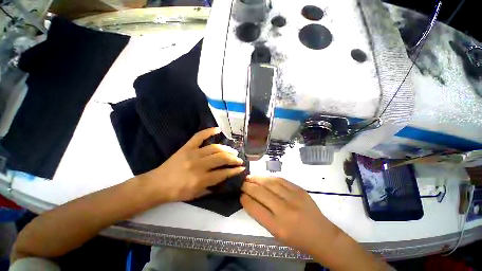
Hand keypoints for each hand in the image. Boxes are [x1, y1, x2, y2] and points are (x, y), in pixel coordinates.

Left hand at [144, 127, 245, 201]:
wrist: (157, 184)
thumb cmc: (177, 192)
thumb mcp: (196, 194)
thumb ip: (212, 187)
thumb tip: (224, 178)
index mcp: (201, 179)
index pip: (223, 173)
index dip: (234, 170)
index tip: (242, 168)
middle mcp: (199, 165)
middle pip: (221, 159)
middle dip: (233, 159)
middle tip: (239, 159)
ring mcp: (193, 154)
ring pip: (215, 148)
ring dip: (226, 149)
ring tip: (232, 150)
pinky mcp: (187, 147)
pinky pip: (199, 136)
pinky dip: (209, 131)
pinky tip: (218, 129)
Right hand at [241, 176, 339, 255]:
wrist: (322, 235)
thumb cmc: (297, 239)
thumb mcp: (276, 233)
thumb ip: (262, 215)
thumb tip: (249, 199)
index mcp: (277, 226)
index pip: (254, 208)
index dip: (244, 198)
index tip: (240, 194)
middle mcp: (284, 210)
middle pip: (260, 192)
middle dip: (248, 186)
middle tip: (242, 183)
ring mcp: (293, 197)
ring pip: (269, 183)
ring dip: (257, 178)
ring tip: (249, 177)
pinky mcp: (299, 189)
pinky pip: (280, 180)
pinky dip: (269, 177)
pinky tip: (263, 177)